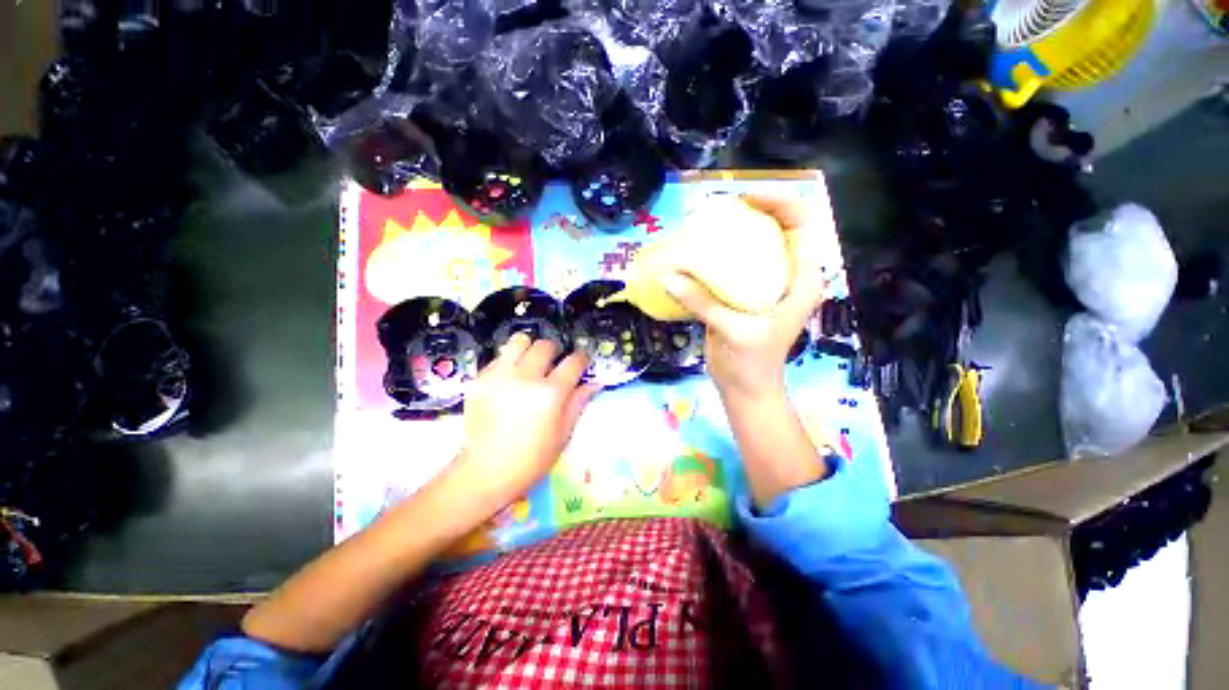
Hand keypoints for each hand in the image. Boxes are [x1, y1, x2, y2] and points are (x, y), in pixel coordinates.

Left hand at [453, 332, 599, 507]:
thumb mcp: (563, 434)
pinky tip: (510, 381)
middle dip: (555, 351)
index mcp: (551, 393)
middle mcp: (526, 378)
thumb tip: (593, 383)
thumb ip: (578, 403)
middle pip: (545, 345)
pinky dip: (509, 363)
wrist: (485, 472)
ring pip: (519, 341)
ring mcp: (500, 376)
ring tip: (530, 363)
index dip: (582, 358)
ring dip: (529, 348)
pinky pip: (499, 358)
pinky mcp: (479, 380)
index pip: (574, 361)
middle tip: (555, 364)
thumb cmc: (531, 459)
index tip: (582, 361)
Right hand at [665, 192, 835, 402]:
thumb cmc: (752, 364)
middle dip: (751, 214)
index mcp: (800, 280)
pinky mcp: (741, 295)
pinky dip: (715, 259)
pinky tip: (696, 255)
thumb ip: (703, 303)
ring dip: (731, 235)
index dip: (779, 204)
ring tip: (705, 227)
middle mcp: (785, 277)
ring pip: (752, 248)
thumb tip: (668, 277)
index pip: (802, 226)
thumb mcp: (733, 331)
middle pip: (775, 230)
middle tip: (718, 211)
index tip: (745, 199)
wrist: (744, 389)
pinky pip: (731, 268)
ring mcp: (762, 285)